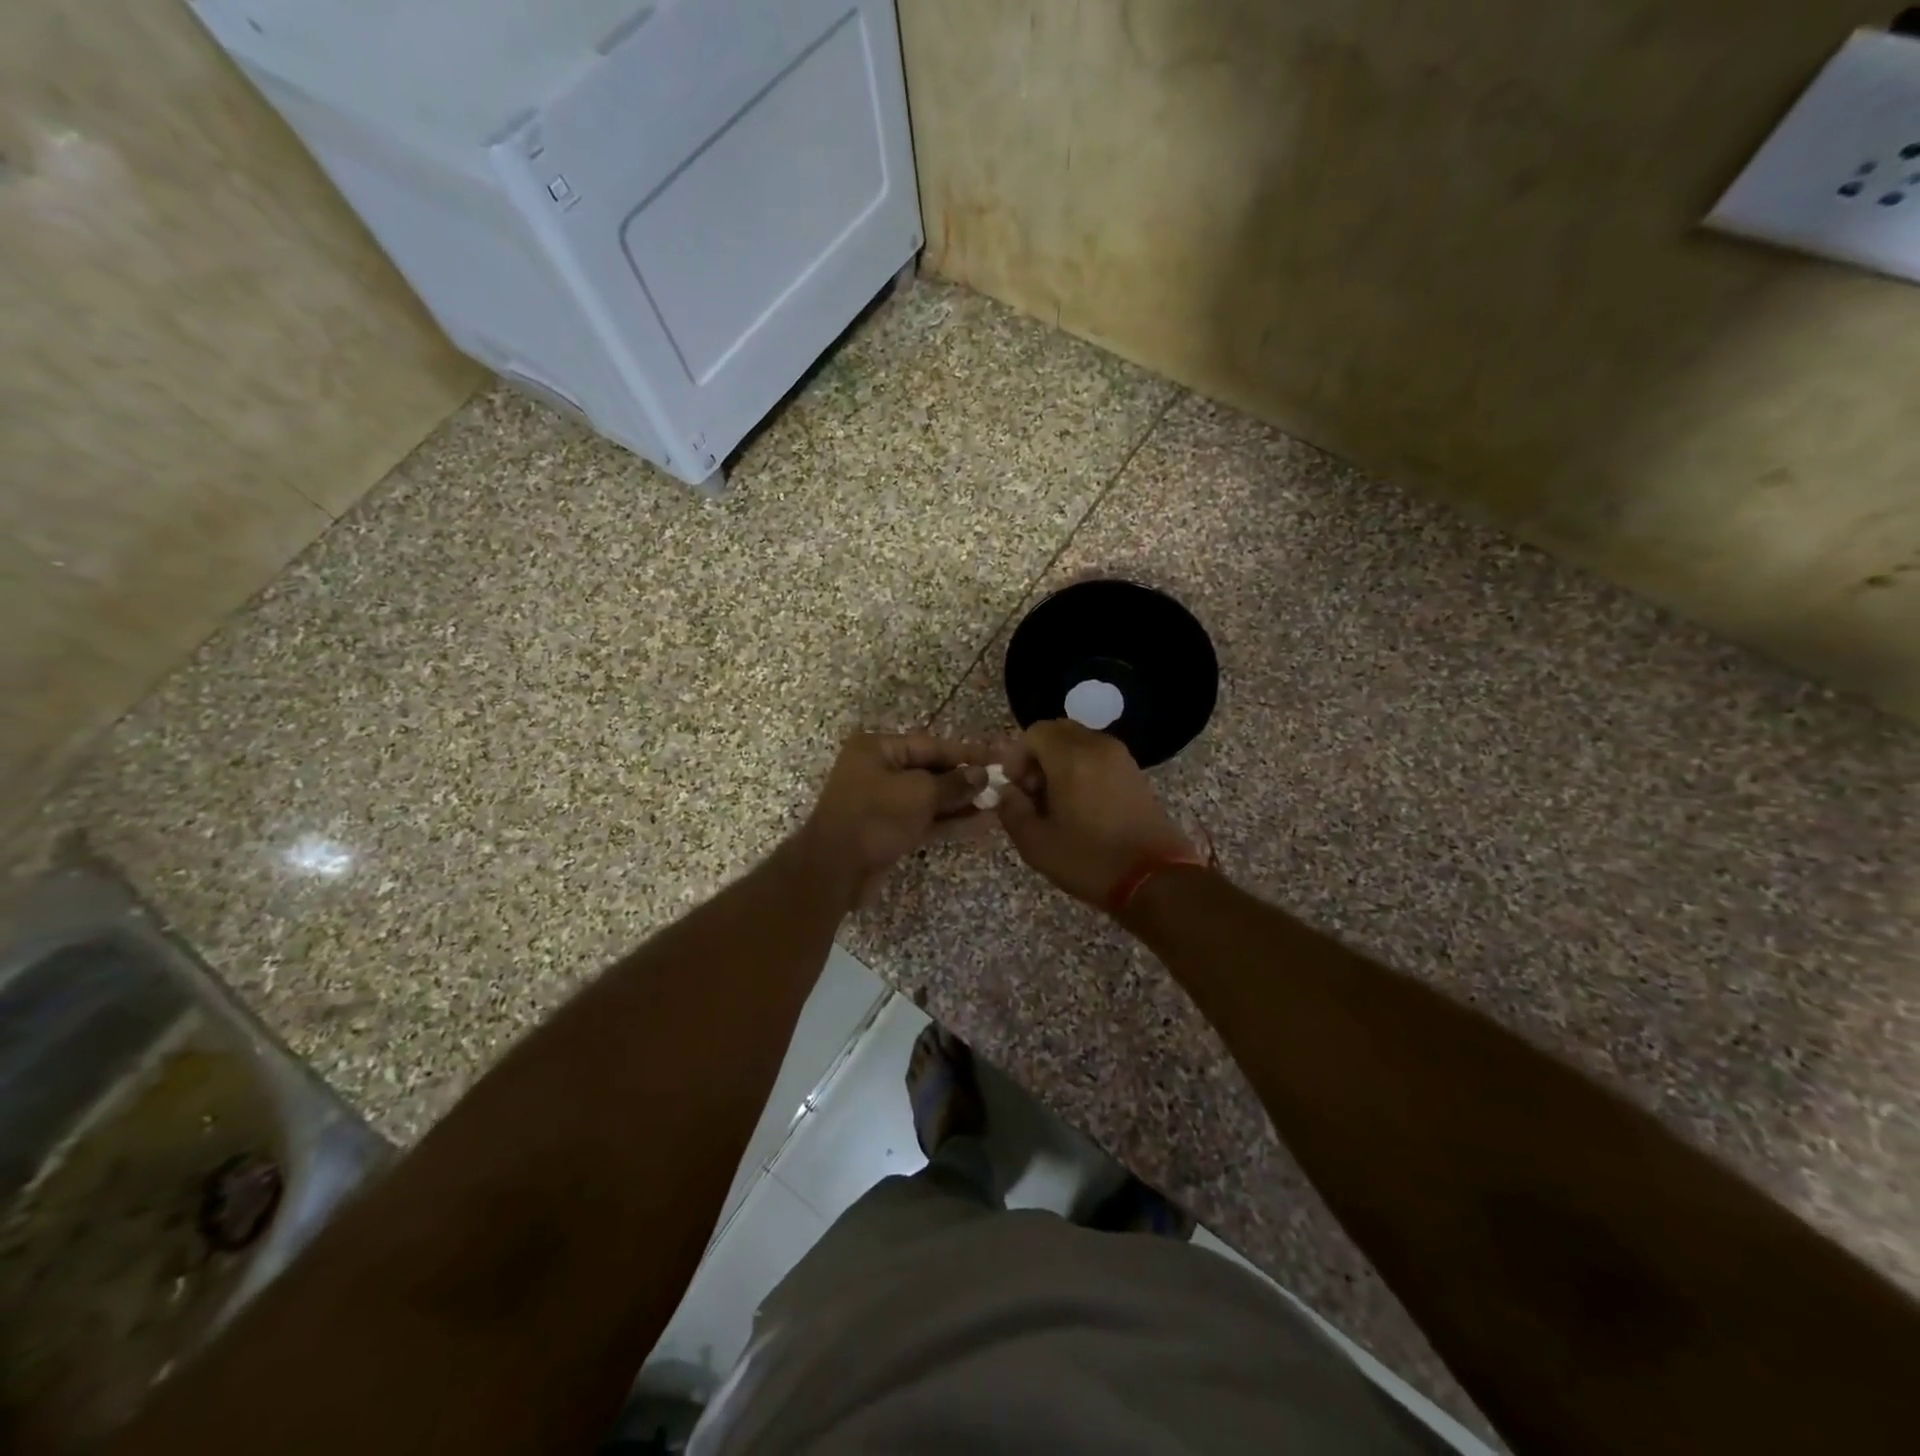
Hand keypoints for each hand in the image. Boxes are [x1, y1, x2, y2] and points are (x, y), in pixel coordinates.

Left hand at [800, 733, 991, 906]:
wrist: (835, 870)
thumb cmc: (875, 818)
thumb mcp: (919, 793)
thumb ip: (953, 783)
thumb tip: (981, 776)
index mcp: (877, 749)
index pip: (931, 745)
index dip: (966, 752)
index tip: (998, 756)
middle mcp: (877, 770)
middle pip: (930, 770)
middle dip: (965, 779)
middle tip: (1002, 782)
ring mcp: (882, 802)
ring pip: (929, 798)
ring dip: (961, 802)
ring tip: (998, 804)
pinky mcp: (887, 830)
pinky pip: (923, 819)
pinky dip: (948, 821)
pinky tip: (980, 823)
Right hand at [995, 720, 1198, 908]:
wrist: (1155, 879)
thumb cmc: (1090, 861)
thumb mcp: (1036, 844)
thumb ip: (1012, 810)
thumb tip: (1006, 792)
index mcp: (1071, 759)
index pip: (1034, 732)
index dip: (1017, 757)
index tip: (1017, 789)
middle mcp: (1097, 747)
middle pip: (1058, 731)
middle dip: (1038, 756)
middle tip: (1034, 792)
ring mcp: (1121, 758)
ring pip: (1079, 742)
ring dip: (1061, 762)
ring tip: (1057, 801)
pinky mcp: (1135, 773)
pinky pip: (1099, 755)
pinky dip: (1083, 768)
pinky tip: (1082, 805)